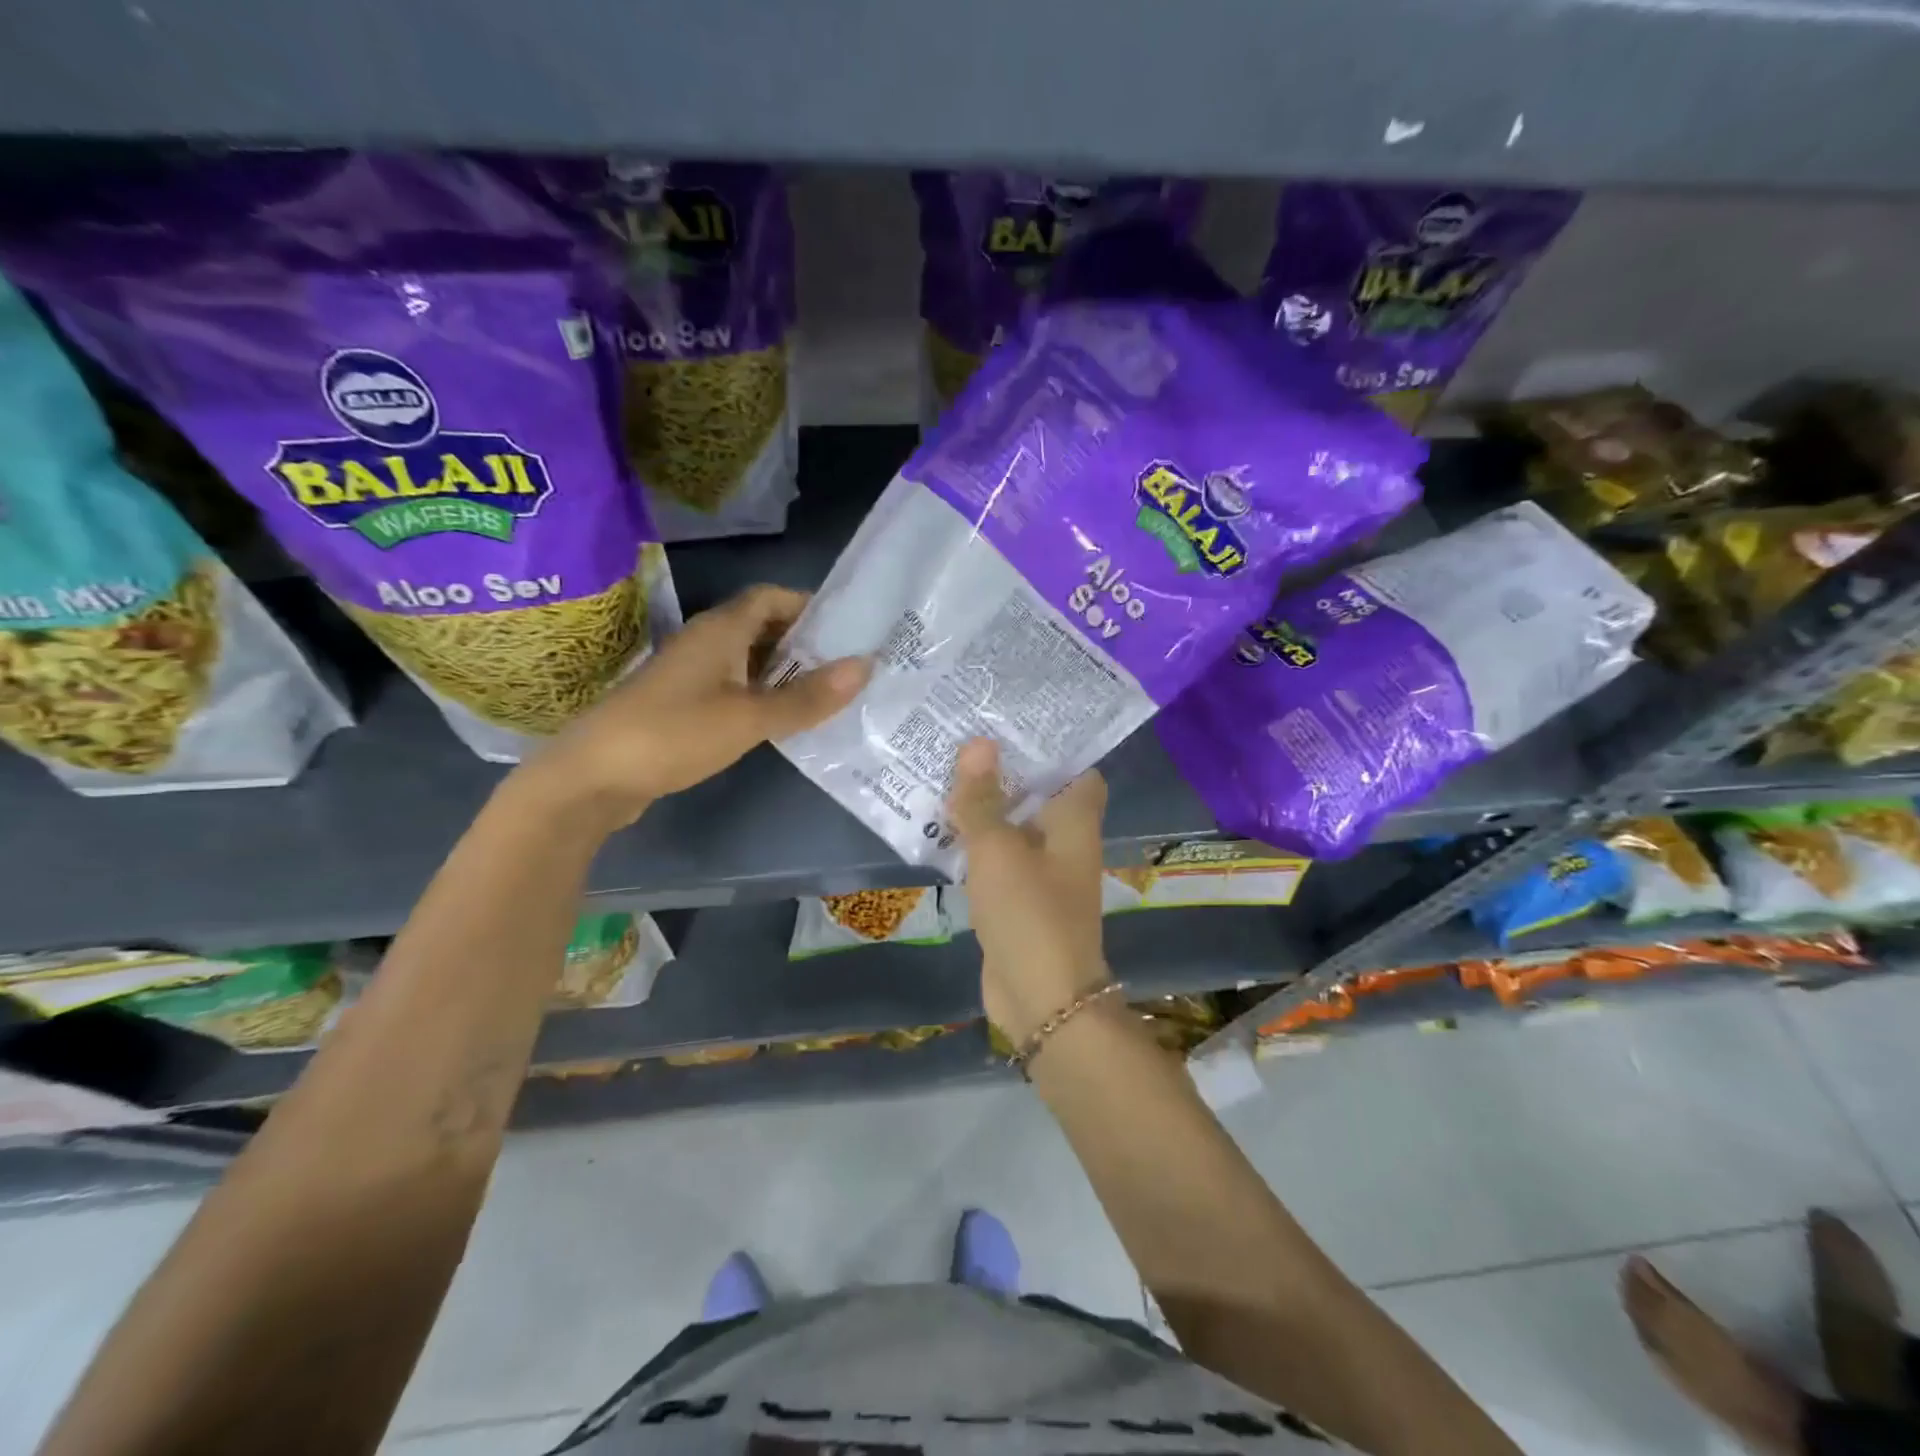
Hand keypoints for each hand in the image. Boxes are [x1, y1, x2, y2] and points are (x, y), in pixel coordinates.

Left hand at [524, 584, 867, 824]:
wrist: (593, 778)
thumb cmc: (674, 735)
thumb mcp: (749, 718)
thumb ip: (807, 696)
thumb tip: (865, 665)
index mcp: (720, 631)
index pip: (770, 597)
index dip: (808, 605)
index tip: (847, 627)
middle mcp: (705, 643)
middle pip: (761, 627)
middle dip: (804, 642)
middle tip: (848, 665)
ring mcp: (690, 675)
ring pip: (748, 660)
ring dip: (784, 672)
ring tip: (827, 693)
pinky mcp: (682, 705)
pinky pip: (733, 687)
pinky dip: (761, 695)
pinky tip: (783, 720)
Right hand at [949, 738, 1110, 1043]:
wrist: (1041, 998)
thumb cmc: (1029, 913)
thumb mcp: (998, 850)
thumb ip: (984, 800)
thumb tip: (978, 743)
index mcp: (1074, 821)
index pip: (1076, 768)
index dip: (1049, 744)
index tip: (1011, 721)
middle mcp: (1064, 841)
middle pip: (1037, 793)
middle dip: (1003, 770)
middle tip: (962, 736)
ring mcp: (1041, 872)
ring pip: (1013, 825)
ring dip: (985, 805)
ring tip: (943, 769)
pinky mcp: (1018, 898)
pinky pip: (997, 857)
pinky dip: (975, 841)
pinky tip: (940, 825)